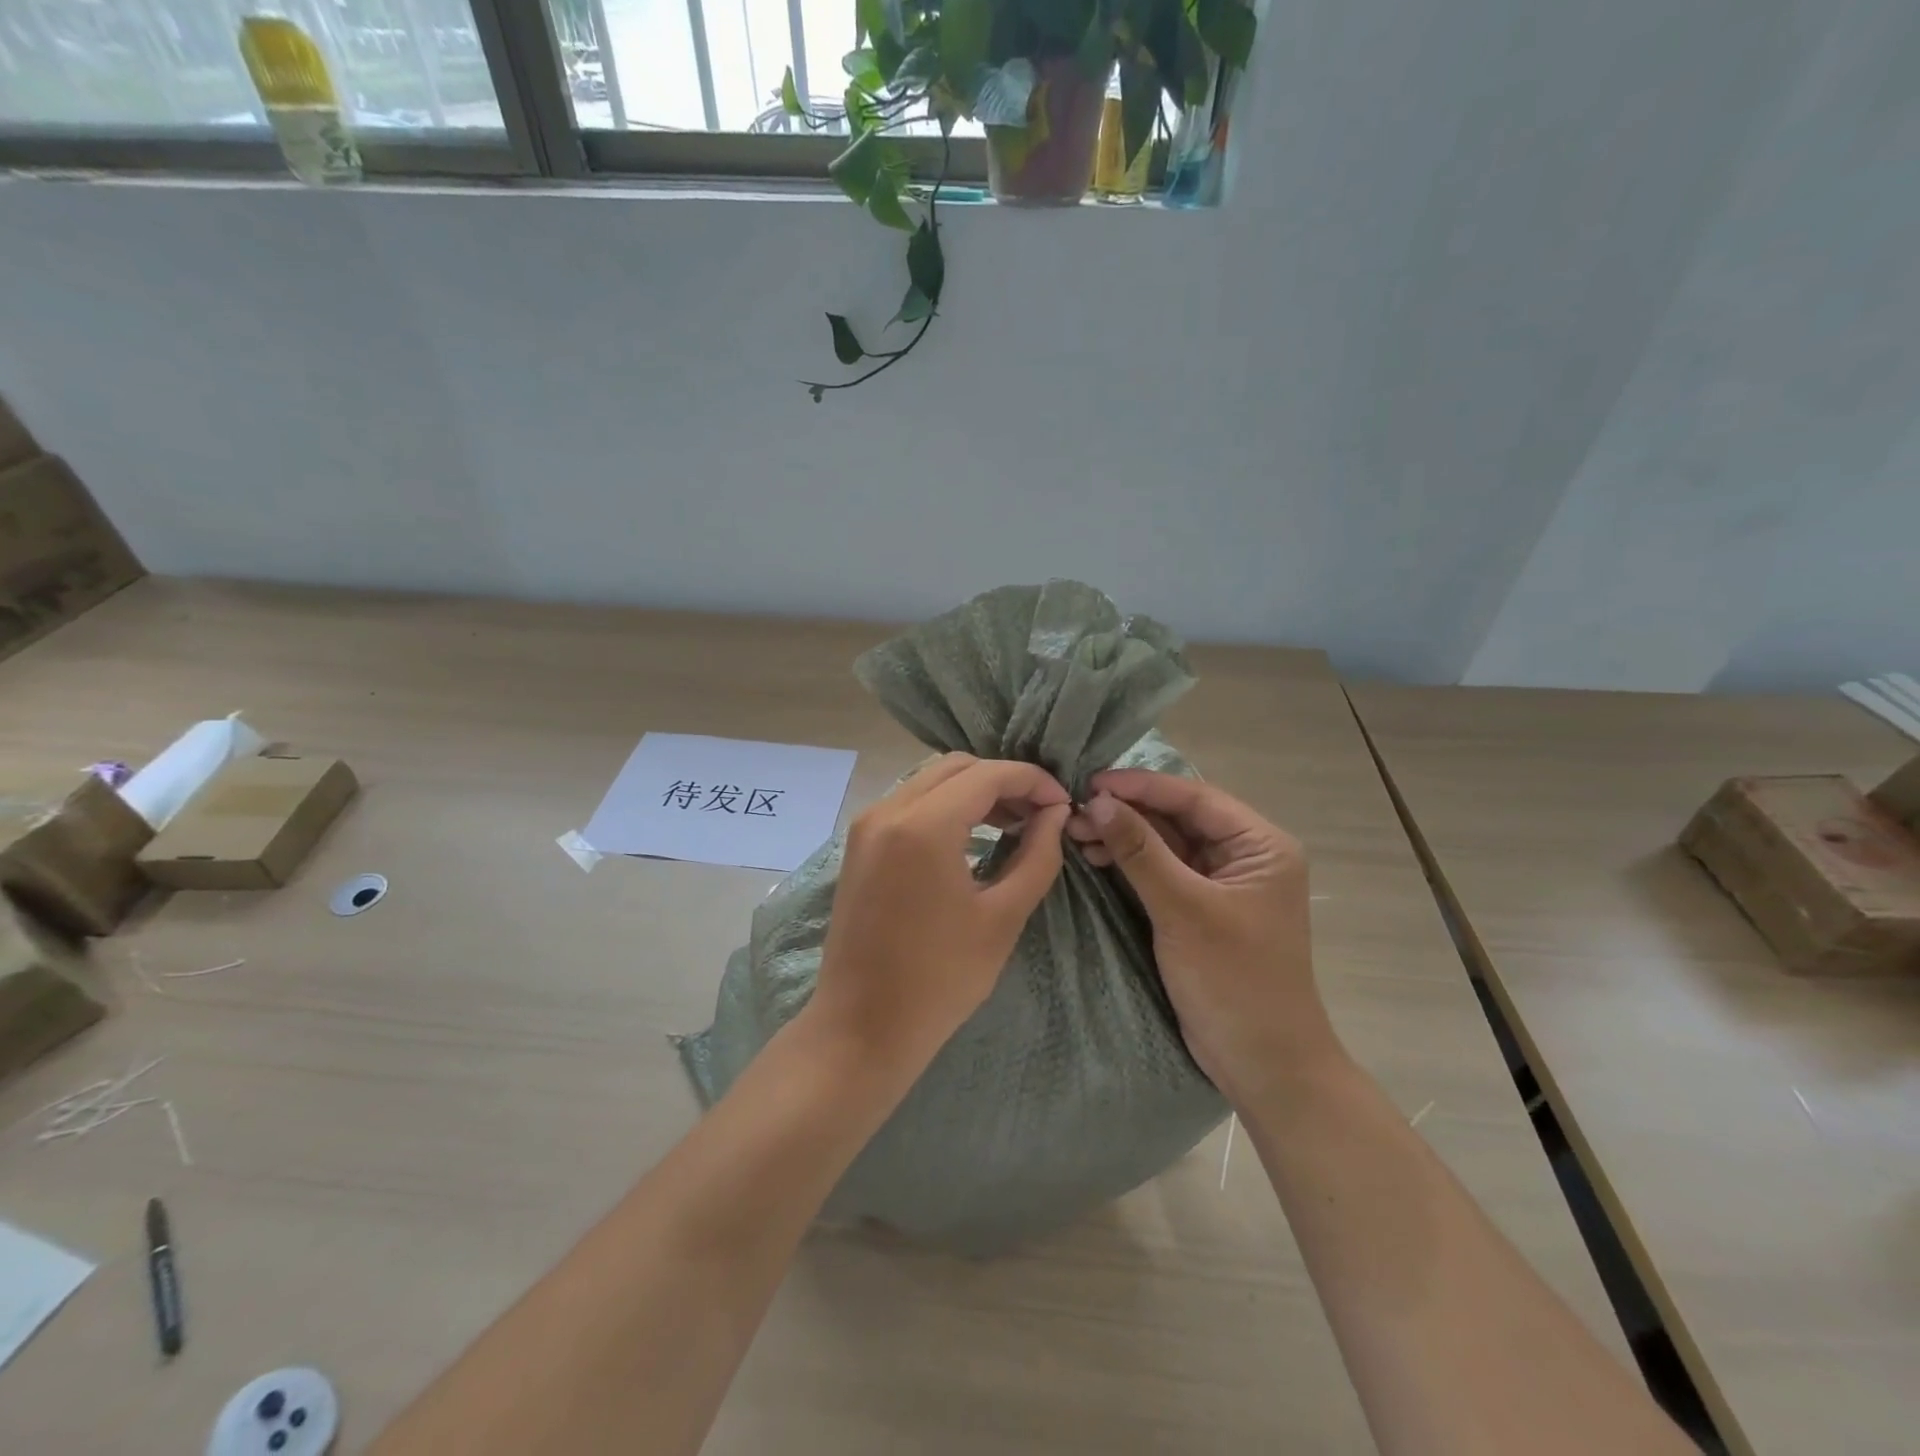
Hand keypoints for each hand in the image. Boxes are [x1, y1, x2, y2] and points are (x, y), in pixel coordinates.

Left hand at [808, 753, 1070, 1078]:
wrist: (862, 1027)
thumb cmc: (939, 980)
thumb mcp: (1002, 917)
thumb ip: (1037, 856)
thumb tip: (1055, 815)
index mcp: (923, 825)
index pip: (988, 774)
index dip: (1033, 781)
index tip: (1063, 804)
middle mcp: (888, 810)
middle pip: (957, 767)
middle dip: (1004, 781)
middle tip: (1040, 814)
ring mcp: (867, 825)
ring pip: (931, 781)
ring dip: (975, 792)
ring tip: (1014, 824)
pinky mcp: (860, 844)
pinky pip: (910, 803)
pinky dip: (946, 806)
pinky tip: (973, 837)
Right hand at [1068, 770, 1336, 1104]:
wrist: (1263, 1065)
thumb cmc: (1234, 981)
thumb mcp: (1184, 911)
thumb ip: (1141, 852)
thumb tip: (1099, 802)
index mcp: (1260, 845)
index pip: (1194, 798)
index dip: (1141, 786)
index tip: (1091, 782)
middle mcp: (1244, 856)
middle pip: (1178, 819)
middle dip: (1127, 814)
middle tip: (1074, 814)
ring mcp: (1221, 884)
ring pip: (1165, 845)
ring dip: (1123, 838)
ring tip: (1077, 835)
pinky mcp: (1200, 909)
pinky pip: (1161, 873)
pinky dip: (1130, 865)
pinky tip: (1095, 859)